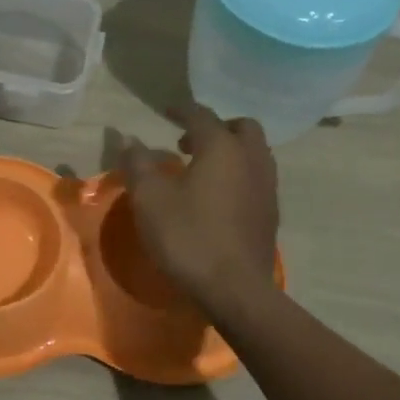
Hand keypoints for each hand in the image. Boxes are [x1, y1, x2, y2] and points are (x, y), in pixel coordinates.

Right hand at [119, 104, 279, 315]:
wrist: (235, 288)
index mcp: (222, 148)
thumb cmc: (188, 237)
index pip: (201, 115)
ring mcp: (267, 186)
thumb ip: (138, 164)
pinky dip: (238, 173)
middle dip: (215, 127)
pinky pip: (256, 177)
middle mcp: (251, 158)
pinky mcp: (270, 212)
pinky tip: (218, 196)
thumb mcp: (149, 199)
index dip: (181, 110)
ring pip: (253, 152)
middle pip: (240, 127)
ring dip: (230, 150)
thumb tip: (129, 139)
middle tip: (188, 142)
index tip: (166, 110)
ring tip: (202, 168)